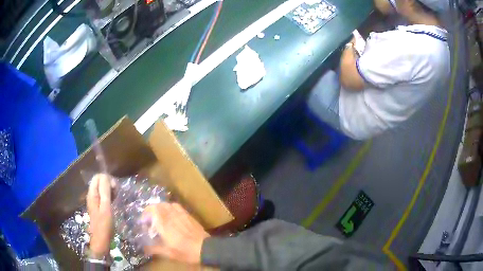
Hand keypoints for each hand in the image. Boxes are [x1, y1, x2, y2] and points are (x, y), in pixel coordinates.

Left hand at [86, 174, 113, 258]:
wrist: (101, 240)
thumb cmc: (104, 225)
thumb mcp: (106, 208)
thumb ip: (105, 191)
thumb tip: (105, 176)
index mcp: (92, 194)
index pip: (98, 177)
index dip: (107, 179)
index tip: (115, 189)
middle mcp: (91, 194)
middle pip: (99, 181)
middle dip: (109, 184)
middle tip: (116, 194)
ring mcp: (94, 200)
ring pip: (101, 188)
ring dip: (109, 190)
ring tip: (115, 198)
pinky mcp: (97, 206)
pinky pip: (102, 195)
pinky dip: (108, 196)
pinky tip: (113, 203)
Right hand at [142, 202, 209, 263]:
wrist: (205, 248)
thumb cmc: (185, 251)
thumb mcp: (168, 253)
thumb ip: (155, 249)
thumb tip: (145, 248)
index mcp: (164, 225)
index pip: (151, 211)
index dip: (145, 214)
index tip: (143, 222)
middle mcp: (170, 216)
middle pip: (157, 205)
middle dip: (150, 210)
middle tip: (149, 219)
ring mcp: (180, 214)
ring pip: (166, 204)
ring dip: (159, 208)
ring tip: (158, 216)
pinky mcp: (188, 215)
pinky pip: (176, 206)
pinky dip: (170, 207)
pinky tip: (170, 215)